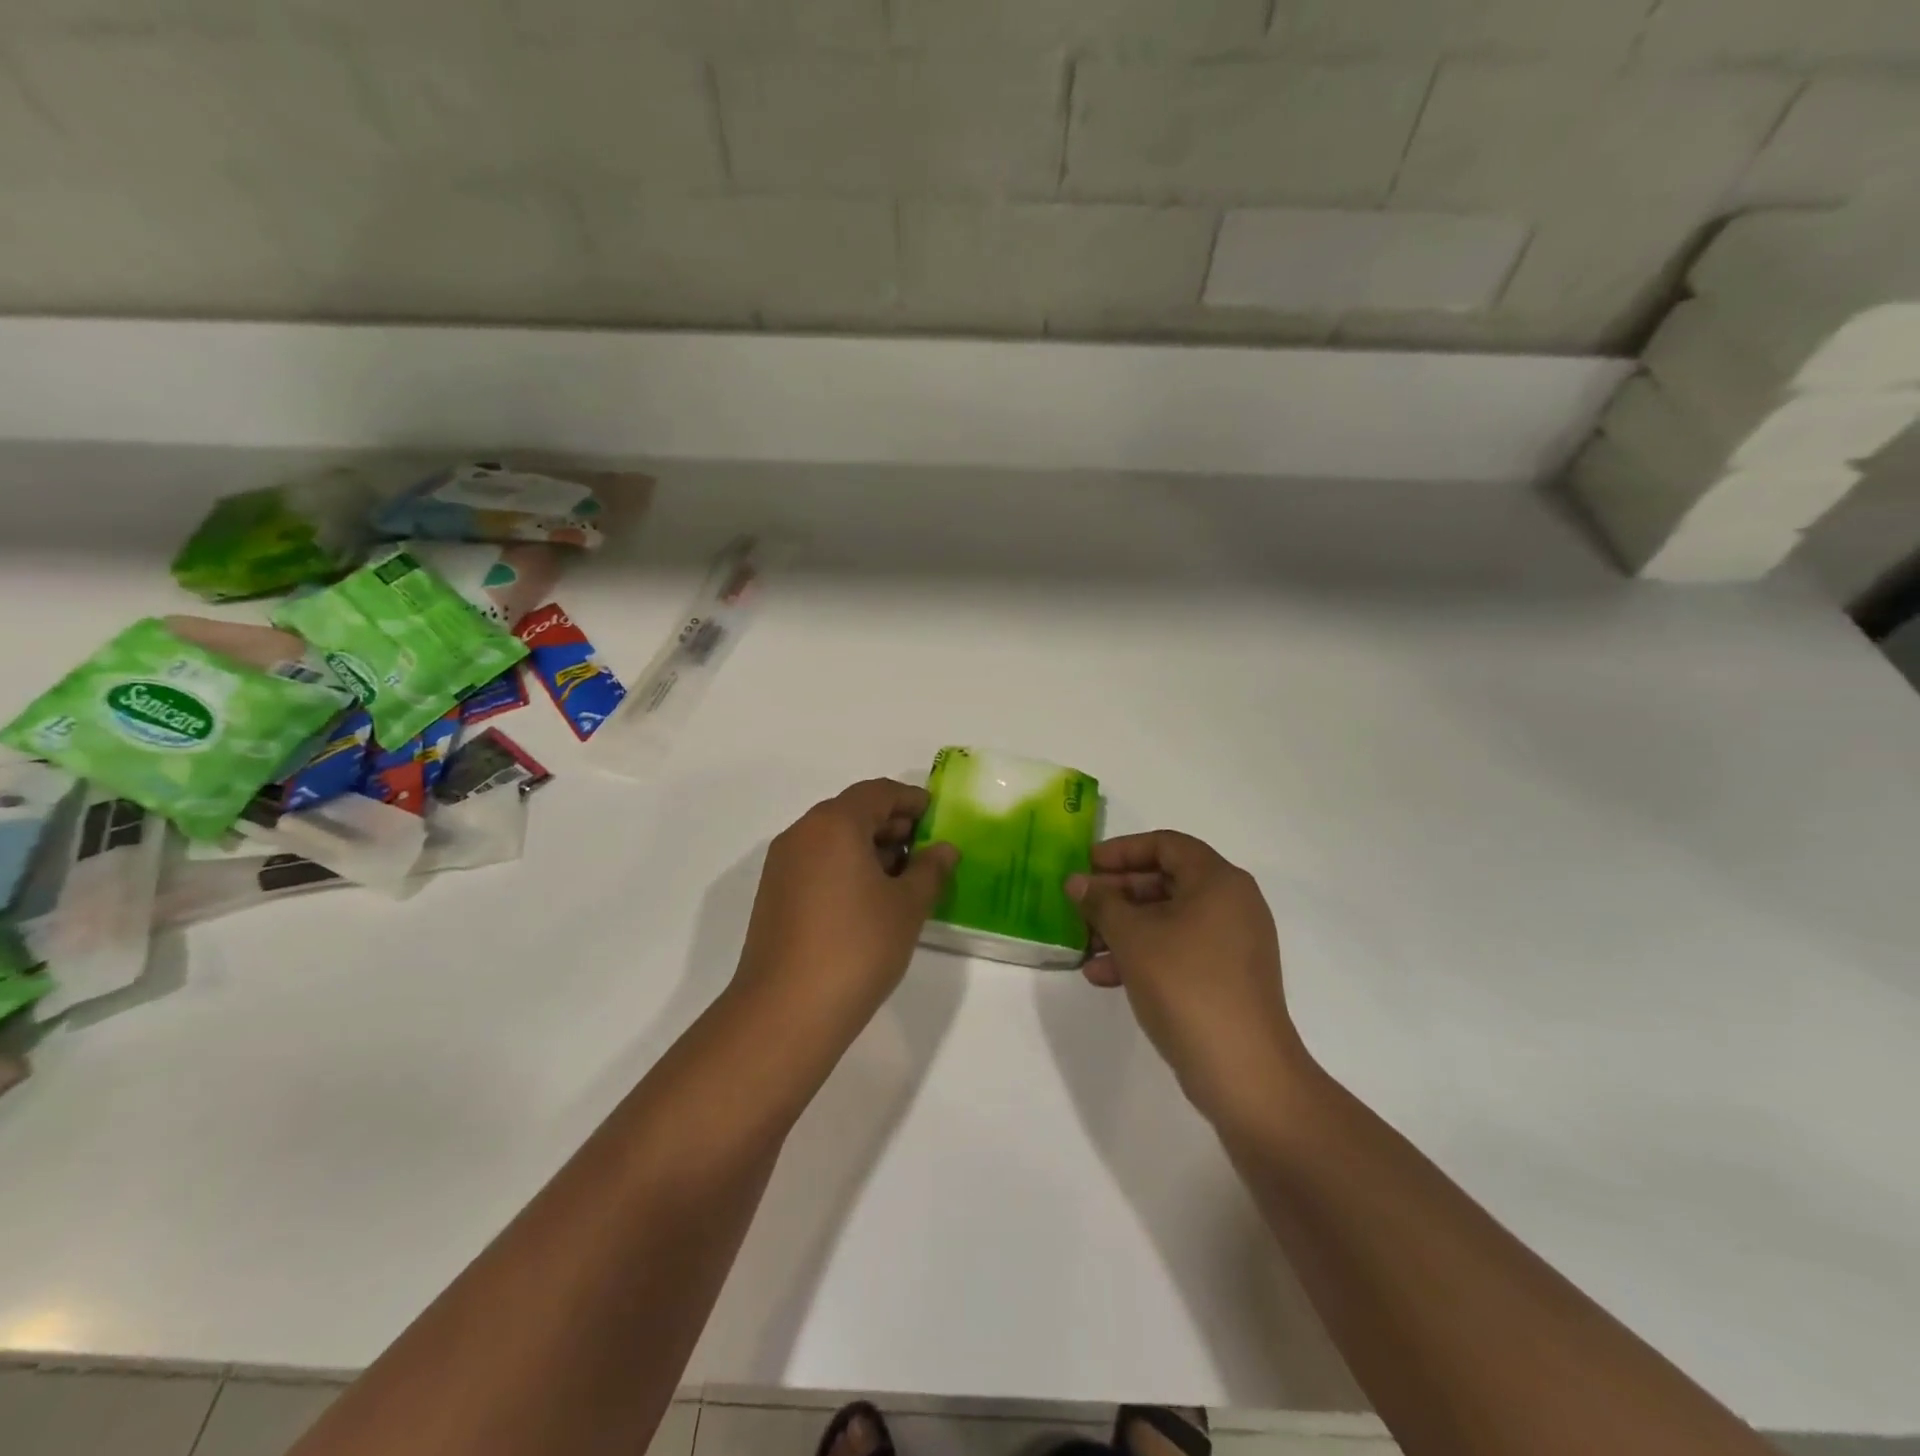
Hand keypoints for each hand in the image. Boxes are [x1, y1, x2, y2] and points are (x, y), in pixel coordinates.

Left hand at [735, 779, 957, 1035]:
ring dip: (868, 848)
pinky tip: (869, 901)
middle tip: (924, 851)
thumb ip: (930, 870)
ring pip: (832, 839)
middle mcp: (802, 834)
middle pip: (852, 812)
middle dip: (891, 825)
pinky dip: (845, 868)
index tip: (936, 817)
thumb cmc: (857, 947)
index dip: (911, 800)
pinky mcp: (773, 895)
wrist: (786, 1011)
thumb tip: (943, 849)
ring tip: (902, 880)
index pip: (878, 792)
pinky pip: (816, 864)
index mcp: (834, 824)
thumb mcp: (907, 907)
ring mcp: (782, 865)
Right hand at [1067, 831, 1309, 1123]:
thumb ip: (1101, 903)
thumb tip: (1076, 882)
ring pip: (1168, 919)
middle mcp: (1232, 903)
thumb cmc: (1186, 986)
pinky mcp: (1227, 977)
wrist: (1243, 1071)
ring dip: (1124, 928)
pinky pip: (1179, 950)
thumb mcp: (1133, 938)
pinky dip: (1143, 954)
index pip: (1166, 844)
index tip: (1086, 865)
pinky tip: (1104, 975)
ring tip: (1084, 947)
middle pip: (1166, 881)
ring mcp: (1233, 943)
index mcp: (1218, 881)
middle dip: (1117, 894)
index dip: (1122, 850)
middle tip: (1080, 906)